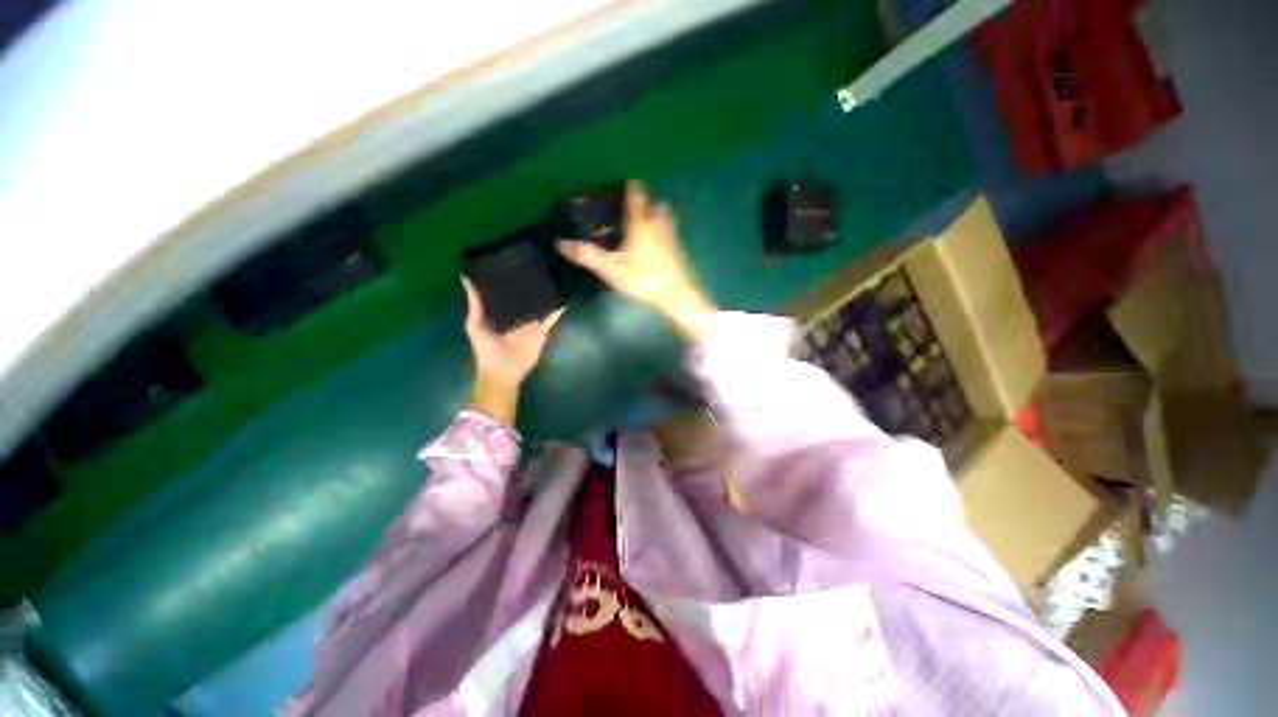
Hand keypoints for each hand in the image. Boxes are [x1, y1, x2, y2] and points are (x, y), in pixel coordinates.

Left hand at [462, 277, 563, 424]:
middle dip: (530, 287)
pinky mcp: (541, 333)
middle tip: (537, 266)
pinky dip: (557, 313)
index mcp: (501, 315)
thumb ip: (474, 304)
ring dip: (546, 298)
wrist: (502, 372)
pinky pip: (550, 321)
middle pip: (525, 300)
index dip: (510, 282)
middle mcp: (517, 318)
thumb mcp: (475, 324)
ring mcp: (530, 325)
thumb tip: (464, 277)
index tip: (514, 263)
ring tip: (553, 278)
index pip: (507, 295)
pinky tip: (564, 301)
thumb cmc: (486, 349)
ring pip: (540, 308)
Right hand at [558, 181, 715, 339]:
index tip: (625, 182)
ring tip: (646, 222)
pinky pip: (671, 234)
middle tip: (634, 205)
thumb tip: (560, 243)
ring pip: (666, 218)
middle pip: (655, 204)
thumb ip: (588, 256)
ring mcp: (672, 237)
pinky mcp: (680, 251)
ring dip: (657, 215)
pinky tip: (658, 245)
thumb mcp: (612, 270)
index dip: (631, 187)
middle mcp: (659, 224)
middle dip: (646, 202)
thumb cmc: (644, 279)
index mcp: (640, 224)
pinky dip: (664, 232)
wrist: (678, 295)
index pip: (636, 196)